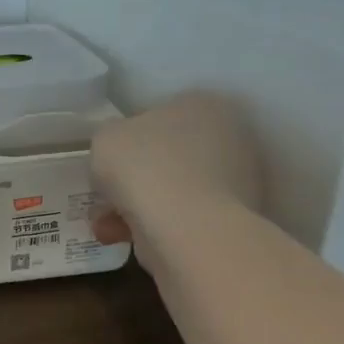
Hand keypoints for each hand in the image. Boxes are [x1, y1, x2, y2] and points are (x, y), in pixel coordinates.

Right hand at [89, 92, 262, 247]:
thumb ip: (110, 138)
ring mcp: (238, 181)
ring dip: (134, 207)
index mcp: (203, 105)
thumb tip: (120, 153)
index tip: (109, 162)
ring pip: (170, 191)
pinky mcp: (235, 220)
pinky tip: (123, 238)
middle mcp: (230, 137)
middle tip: (105, 198)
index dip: (127, 139)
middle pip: (165, 156)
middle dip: (131, 180)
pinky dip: (152, 227)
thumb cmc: (145, 168)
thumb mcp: (105, 138)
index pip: (158, 115)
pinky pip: (182, 218)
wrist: (187, 229)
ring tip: (107, 226)